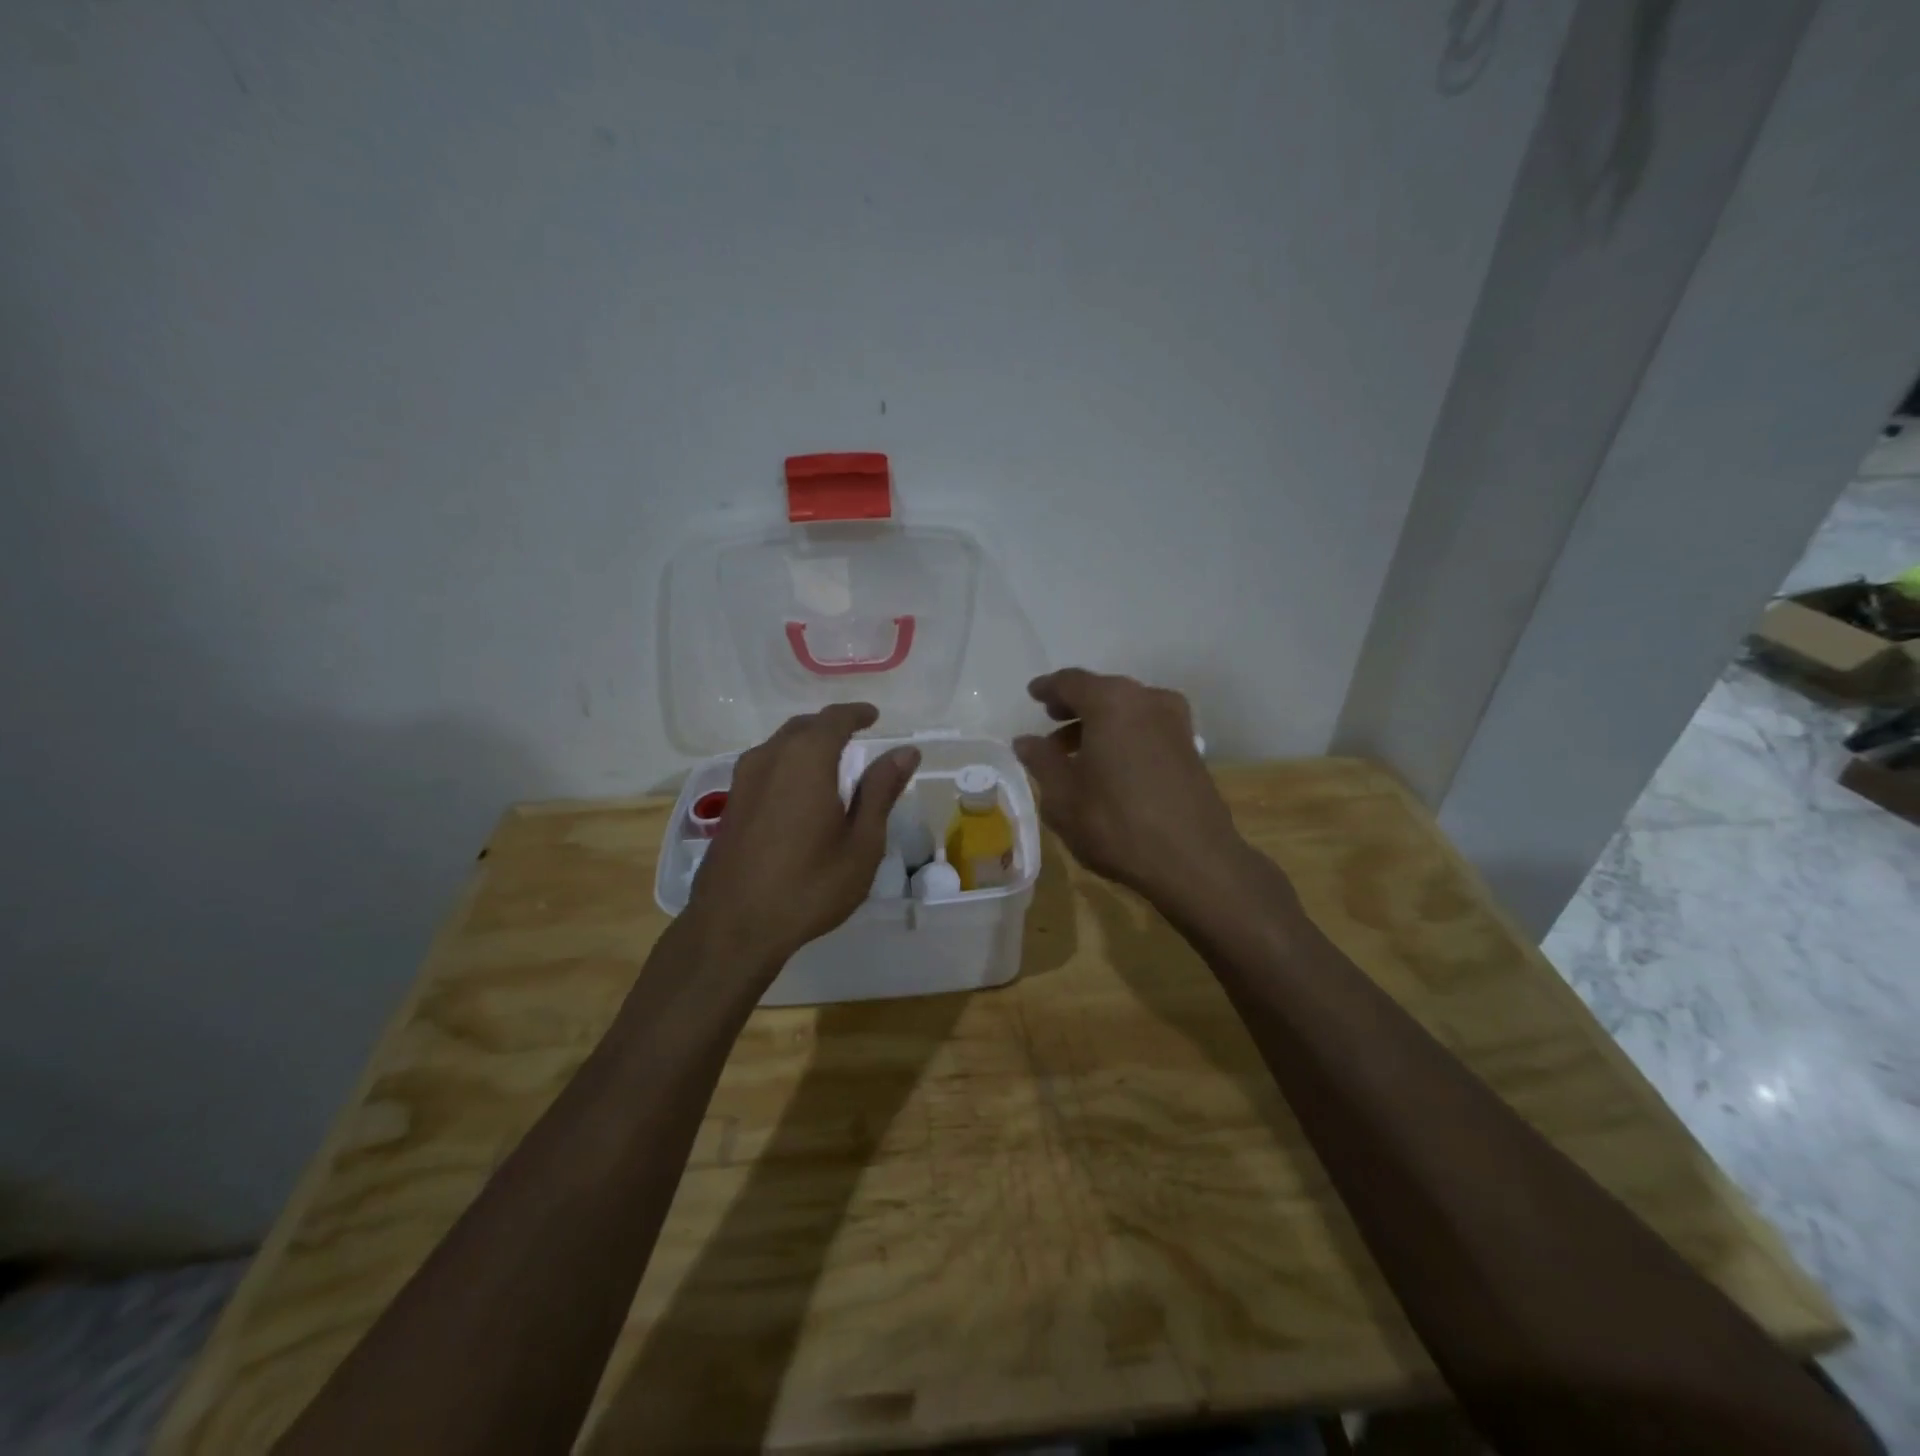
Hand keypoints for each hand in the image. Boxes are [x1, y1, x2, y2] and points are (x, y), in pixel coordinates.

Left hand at [685, 703, 919, 972]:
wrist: (733, 927)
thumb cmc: (809, 885)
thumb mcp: (861, 843)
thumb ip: (881, 791)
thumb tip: (905, 752)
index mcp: (807, 759)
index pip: (834, 719)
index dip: (856, 714)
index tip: (874, 716)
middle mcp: (770, 757)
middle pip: (803, 727)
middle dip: (830, 725)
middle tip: (855, 735)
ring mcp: (744, 780)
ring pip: (779, 745)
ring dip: (806, 743)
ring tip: (830, 759)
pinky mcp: (731, 804)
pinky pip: (764, 765)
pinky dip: (787, 763)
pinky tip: (798, 789)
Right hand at [1014, 670, 1259, 909]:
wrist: (1194, 861)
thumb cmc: (1116, 823)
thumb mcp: (1063, 796)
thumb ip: (1041, 761)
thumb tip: (1025, 741)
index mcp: (1111, 702)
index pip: (1071, 682)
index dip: (1048, 688)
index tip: (1033, 694)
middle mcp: (1147, 701)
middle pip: (1103, 692)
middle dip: (1075, 706)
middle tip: (1051, 722)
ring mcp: (1175, 723)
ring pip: (1128, 711)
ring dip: (1099, 725)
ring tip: (1076, 754)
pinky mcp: (1190, 749)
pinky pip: (1147, 728)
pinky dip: (1124, 736)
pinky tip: (1111, 766)